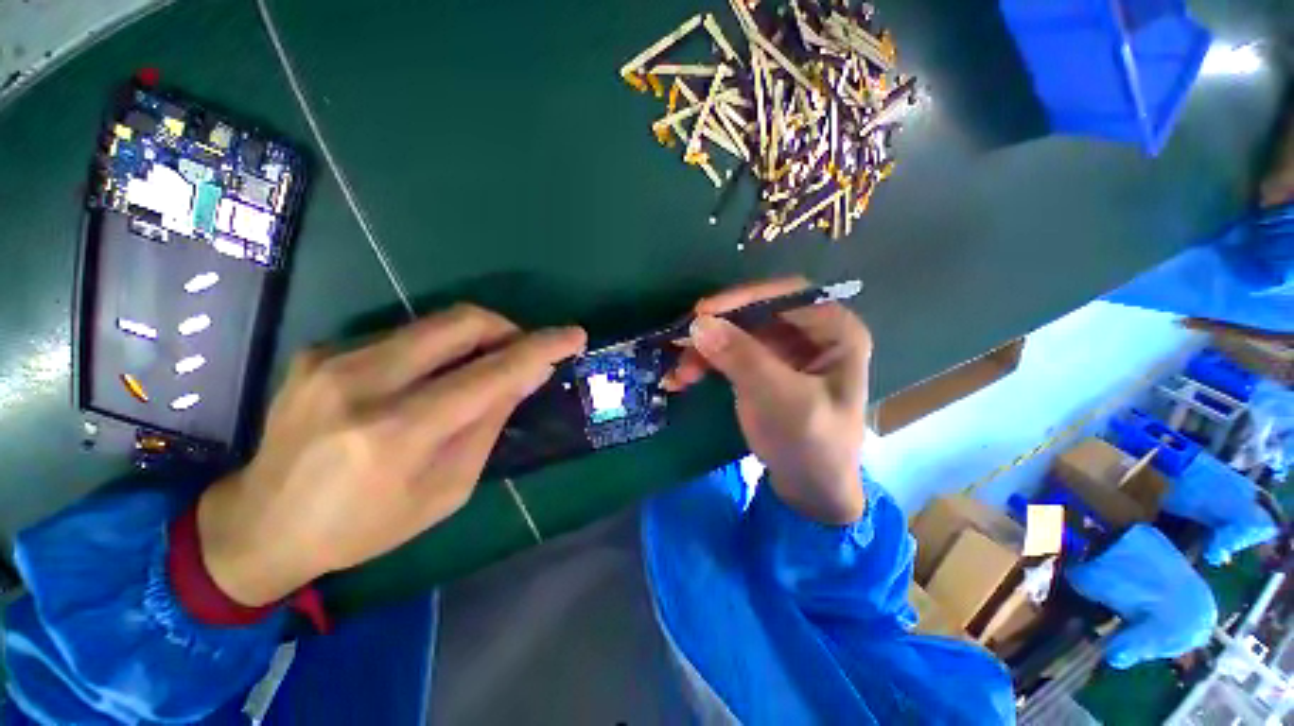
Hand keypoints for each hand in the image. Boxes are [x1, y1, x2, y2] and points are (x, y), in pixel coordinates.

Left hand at [197, 305, 585, 605]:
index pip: (491, 373)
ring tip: (481, 368)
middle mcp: (363, 382)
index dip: (541, 348)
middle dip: (508, 328)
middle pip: (461, 322)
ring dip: (474, 338)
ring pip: (434, 322)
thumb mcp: (446, 489)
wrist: (260, 523)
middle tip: (523, 351)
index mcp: (398, 432)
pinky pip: (403, 335)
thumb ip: (488, 424)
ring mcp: (334, 358)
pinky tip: (428, 379)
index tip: (574, 335)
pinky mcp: (321, 350)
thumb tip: (527, 375)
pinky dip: (436, 349)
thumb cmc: (365, 524)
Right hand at [663, 277, 871, 523]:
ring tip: (680, 373)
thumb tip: (699, 323)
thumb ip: (742, 358)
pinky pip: (730, 354)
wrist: (811, 492)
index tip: (702, 312)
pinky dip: (706, 363)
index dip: (743, 297)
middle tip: (681, 341)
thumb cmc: (811, 445)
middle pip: (756, 314)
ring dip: (706, 349)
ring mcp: (784, 352)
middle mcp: (811, 333)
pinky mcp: (763, 369)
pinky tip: (684, 377)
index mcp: (835, 332)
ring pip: (737, 333)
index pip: (786, 294)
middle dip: (717, 329)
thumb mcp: (780, 400)